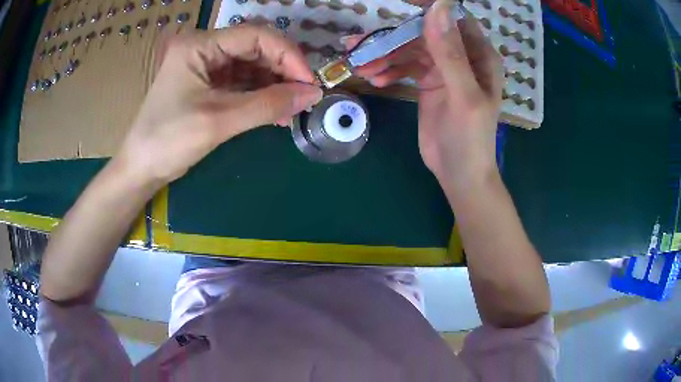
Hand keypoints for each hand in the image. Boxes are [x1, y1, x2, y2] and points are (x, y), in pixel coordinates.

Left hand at [116, 25, 322, 185]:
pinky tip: (276, 111)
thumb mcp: (218, 121)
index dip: (287, 55)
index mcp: (199, 45)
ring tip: (292, 108)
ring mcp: (206, 66)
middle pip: (256, 48)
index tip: (309, 82)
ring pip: (252, 65)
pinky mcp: (208, 84)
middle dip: (283, 70)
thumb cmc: (168, 141)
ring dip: (275, 84)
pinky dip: (261, 95)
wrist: (141, 168)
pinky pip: (243, 82)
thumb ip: (267, 105)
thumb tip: (312, 94)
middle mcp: (204, 48)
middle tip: (304, 96)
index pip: (255, 36)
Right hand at [343, 0, 502, 188]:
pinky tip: (375, 78)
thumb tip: (437, 8)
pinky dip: (389, 69)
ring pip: (410, 49)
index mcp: (480, 55)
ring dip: (385, 55)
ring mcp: (443, 68)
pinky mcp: (427, 81)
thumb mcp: (463, 95)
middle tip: (361, 46)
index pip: (453, 18)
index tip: (399, 3)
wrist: (459, 174)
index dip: (429, 7)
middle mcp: (463, 55)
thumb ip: (450, 53)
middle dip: (394, 38)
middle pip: (424, 33)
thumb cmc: (471, 139)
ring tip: (362, 66)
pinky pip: (405, 66)